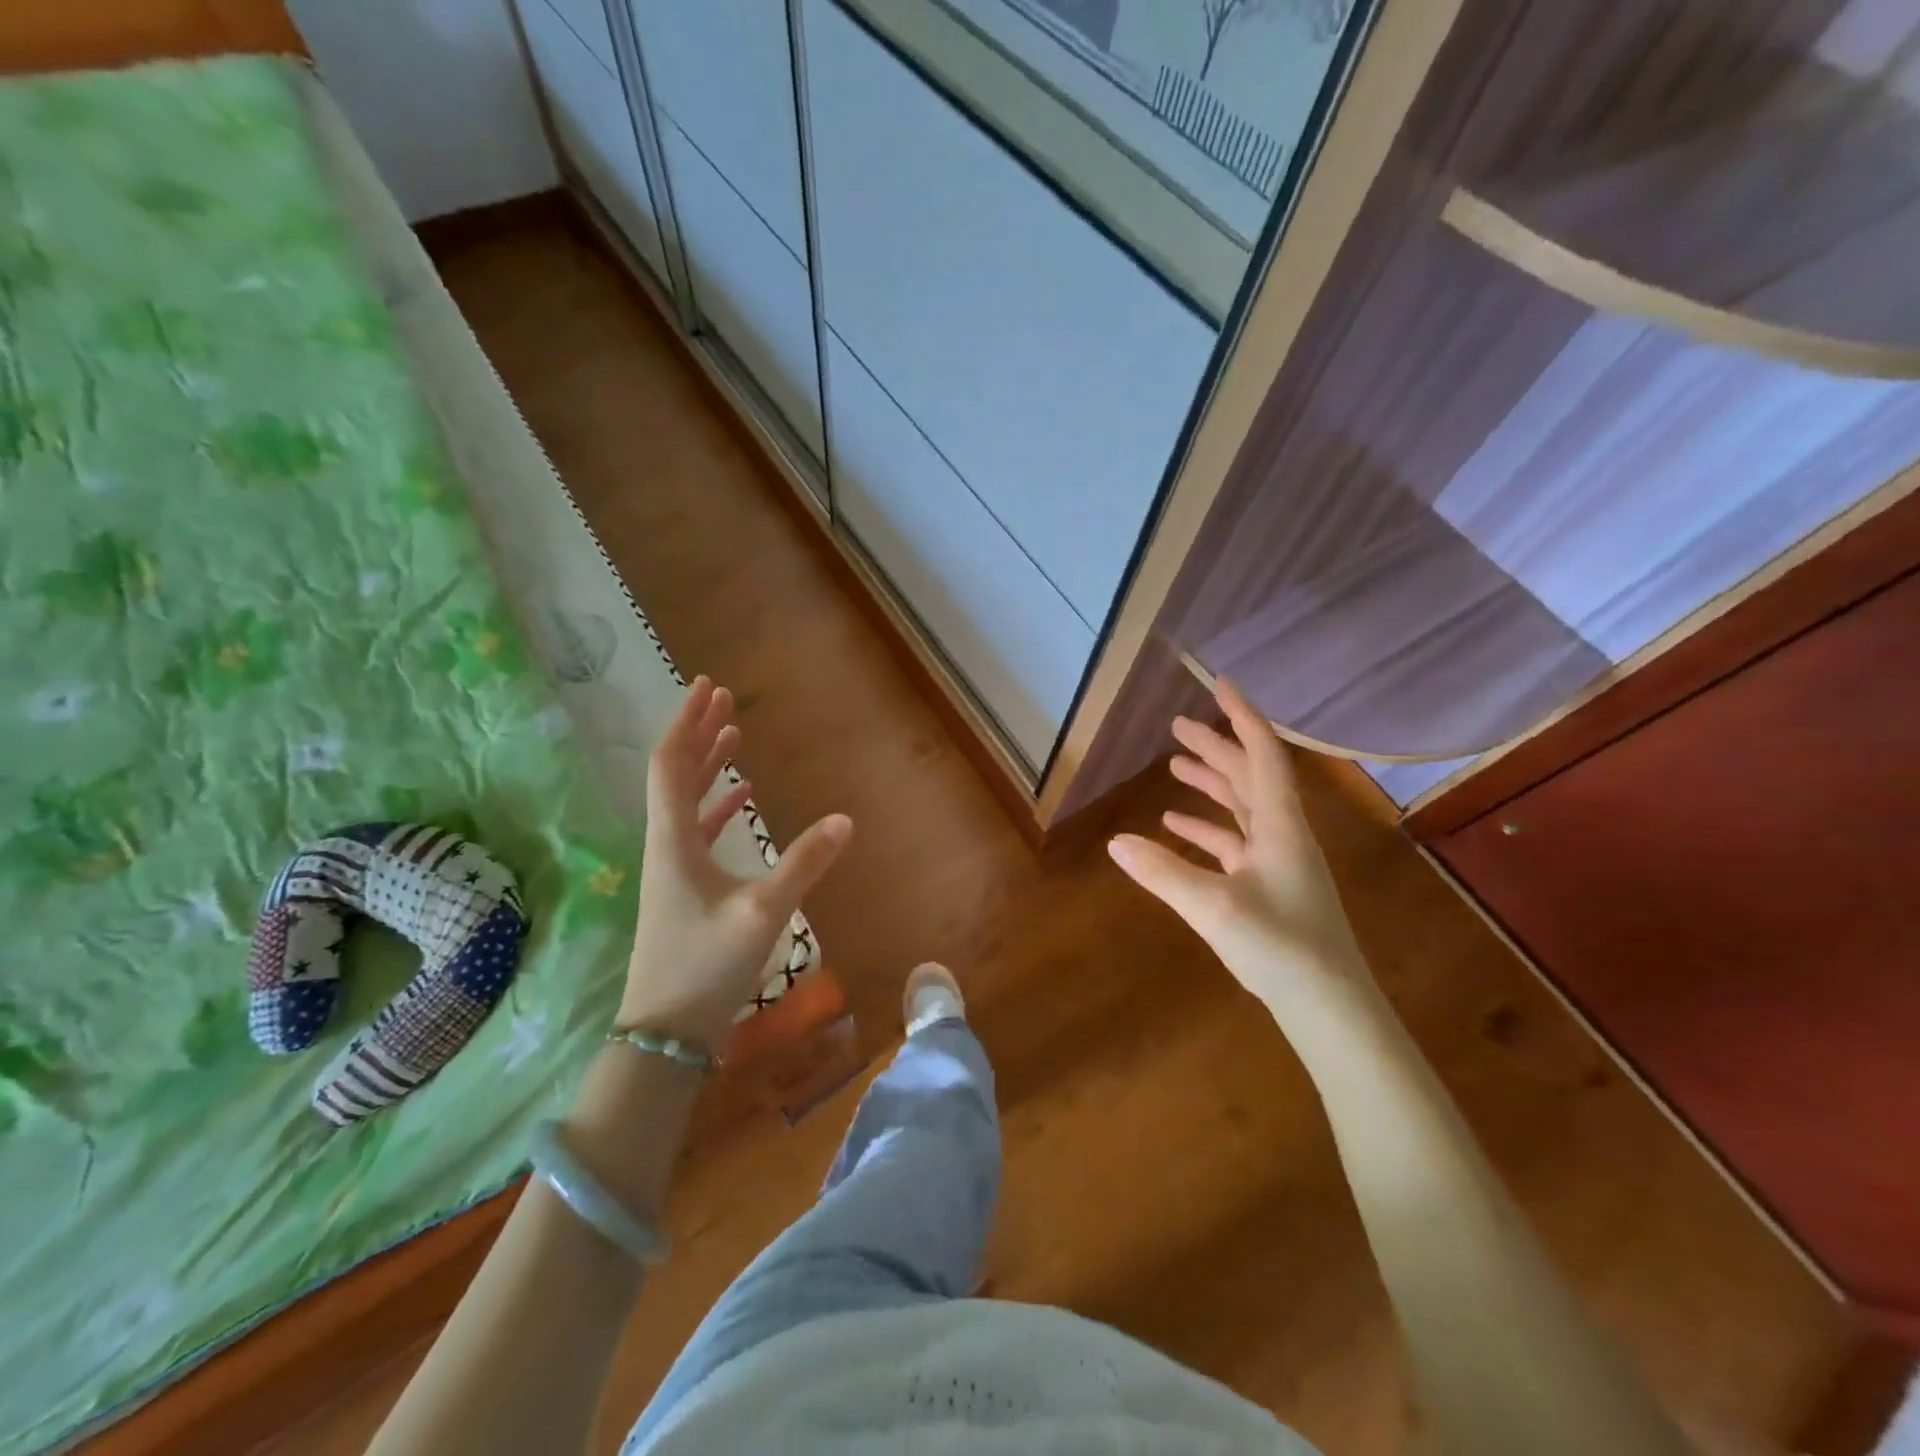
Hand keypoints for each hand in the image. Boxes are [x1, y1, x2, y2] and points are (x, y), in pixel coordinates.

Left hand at [619, 676, 850, 1048]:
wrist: (667, 1031)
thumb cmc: (707, 967)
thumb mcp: (763, 912)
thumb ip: (804, 864)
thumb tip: (845, 820)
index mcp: (672, 840)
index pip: (672, 764)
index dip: (688, 722)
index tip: (707, 687)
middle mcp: (665, 845)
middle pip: (676, 774)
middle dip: (699, 733)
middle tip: (721, 699)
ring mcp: (672, 868)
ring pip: (685, 800)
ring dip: (708, 766)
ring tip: (732, 737)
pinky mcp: (683, 889)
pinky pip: (697, 830)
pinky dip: (716, 806)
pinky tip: (741, 801)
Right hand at [1107, 677, 1371, 1016]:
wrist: (1330, 1008)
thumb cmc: (1280, 948)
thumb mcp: (1213, 907)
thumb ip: (1162, 872)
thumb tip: (1115, 841)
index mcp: (1280, 825)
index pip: (1262, 754)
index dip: (1241, 716)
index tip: (1218, 684)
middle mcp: (1282, 834)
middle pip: (1249, 775)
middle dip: (1216, 747)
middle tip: (1178, 726)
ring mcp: (1278, 861)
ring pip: (1242, 807)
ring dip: (1212, 784)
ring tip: (1175, 766)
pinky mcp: (1270, 886)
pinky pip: (1235, 842)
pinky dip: (1207, 828)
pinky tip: (1176, 827)